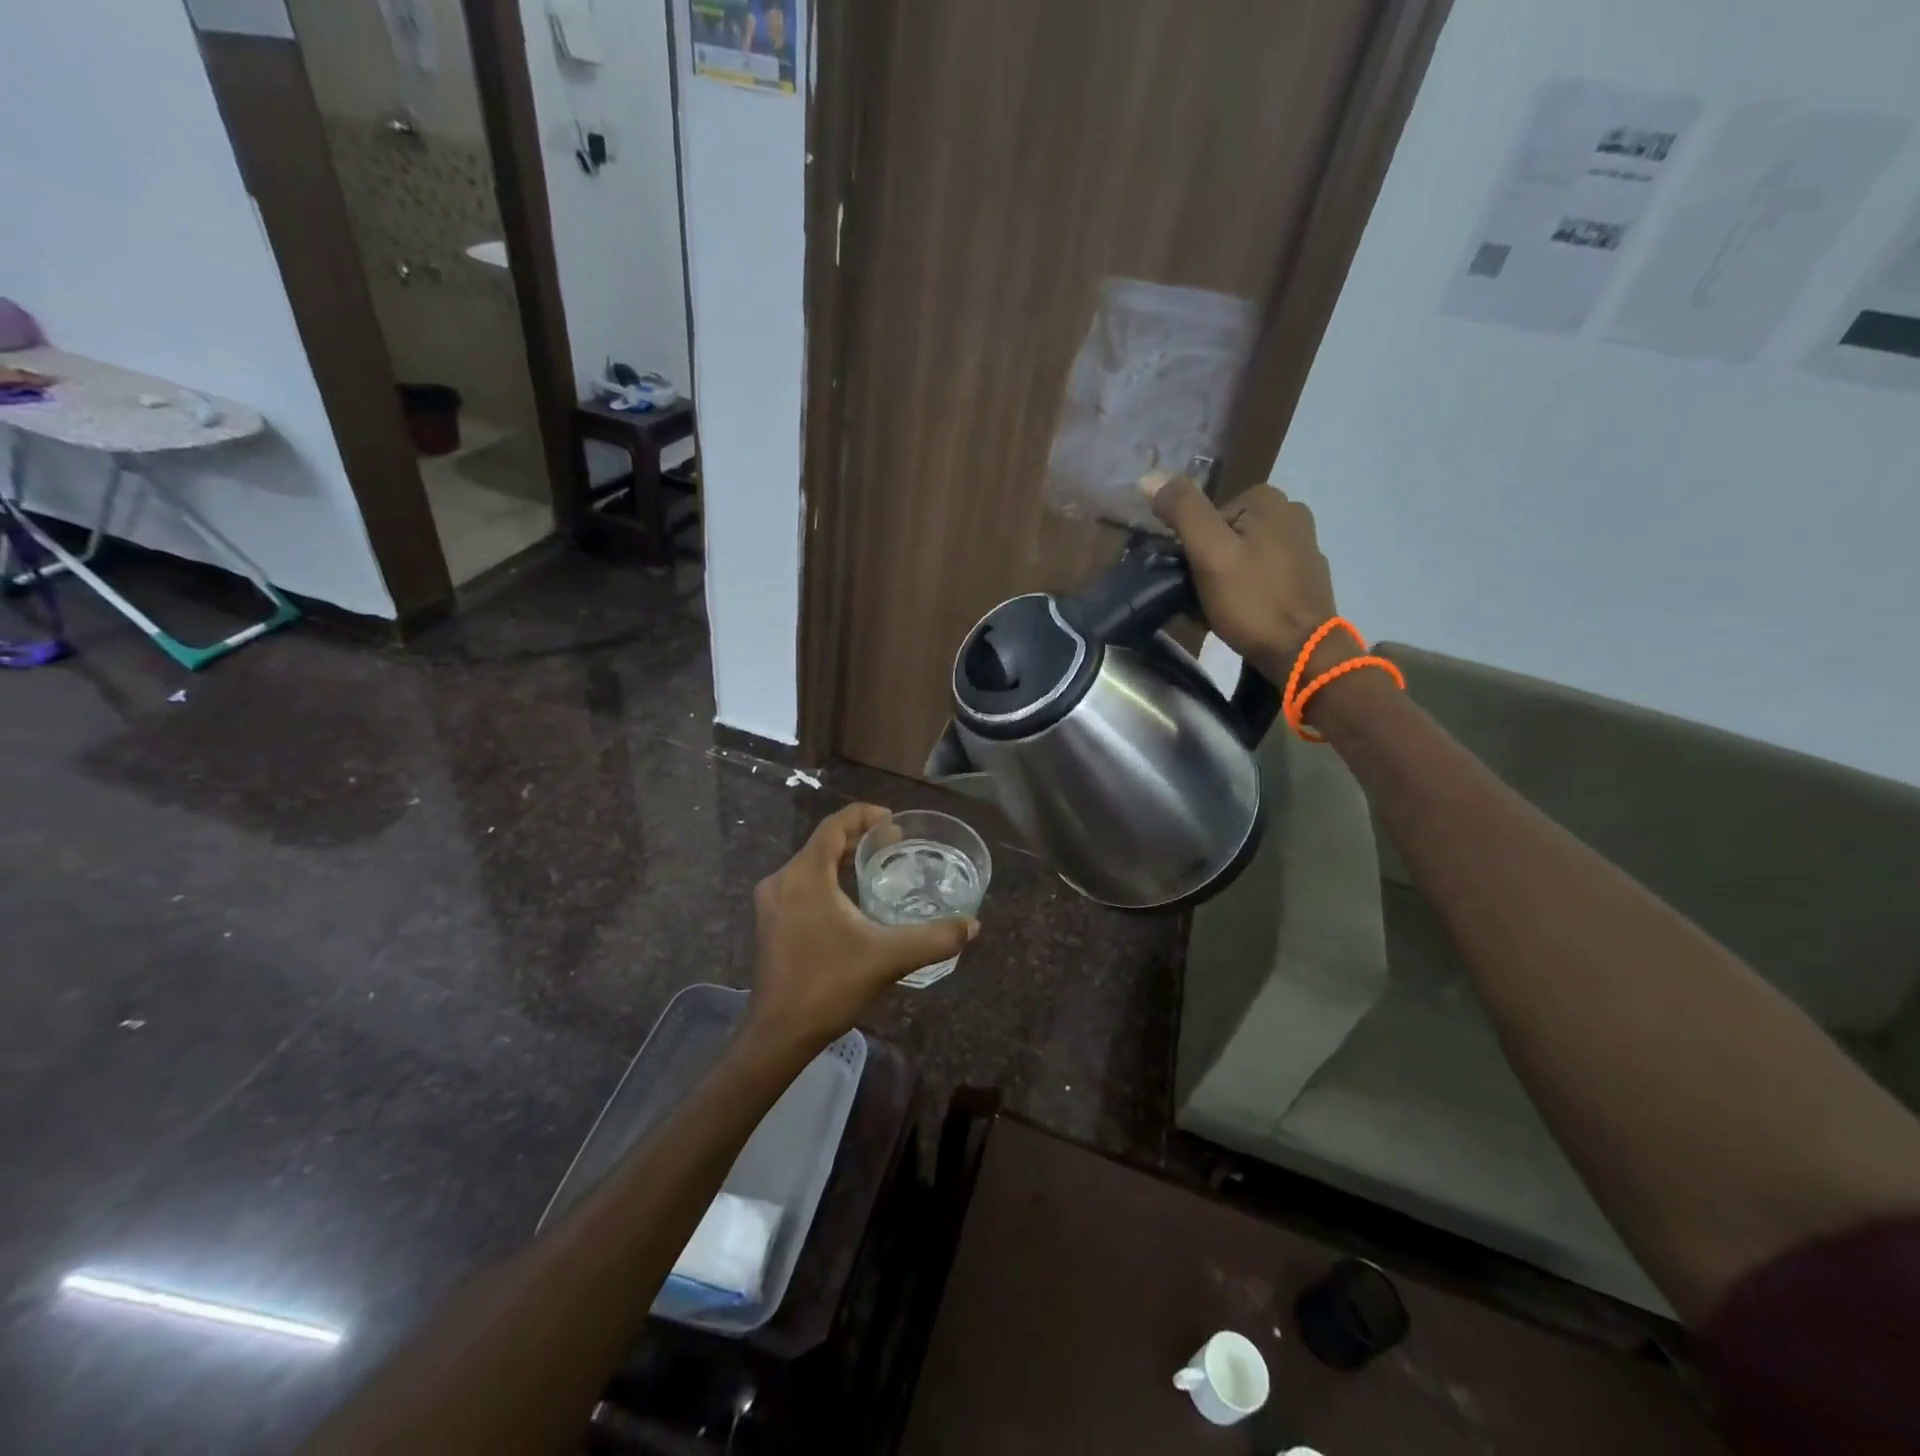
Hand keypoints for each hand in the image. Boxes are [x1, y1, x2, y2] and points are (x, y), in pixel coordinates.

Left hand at [744, 803, 978, 1057]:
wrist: (779, 1035)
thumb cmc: (830, 985)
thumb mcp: (889, 957)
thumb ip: (934, 938)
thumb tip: (973, 925)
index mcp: (804, 876)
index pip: (834, 826)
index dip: (864, 815)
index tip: (894, 822)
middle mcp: (782, 881)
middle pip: (822, 843)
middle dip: (858, 838)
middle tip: (894, 844)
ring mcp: (771, 903)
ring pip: (810, 865)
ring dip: (841, 860)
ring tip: (876, 867)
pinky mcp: (770, 924)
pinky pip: (802, 885)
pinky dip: (827, 880)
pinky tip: (850, 901)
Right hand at [1142, 473, 1339, 681]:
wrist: (1302, 652)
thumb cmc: (1252, 600)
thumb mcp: (1209, 552)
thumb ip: (1182, 511)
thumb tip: (1149, 477)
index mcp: (1268, 498)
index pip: (1206, 517)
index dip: (1192, 549)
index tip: (1194, 578)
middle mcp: (1291, 511)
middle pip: (1224, 535)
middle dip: (1208, 564)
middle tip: (1204, 598)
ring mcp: (1304, 544)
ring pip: (1242, 555)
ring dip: (1225, 579)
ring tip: (1221, 610)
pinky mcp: (1307, 574)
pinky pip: (1262, 573)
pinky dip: (1247, 590)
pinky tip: (1244, 613)